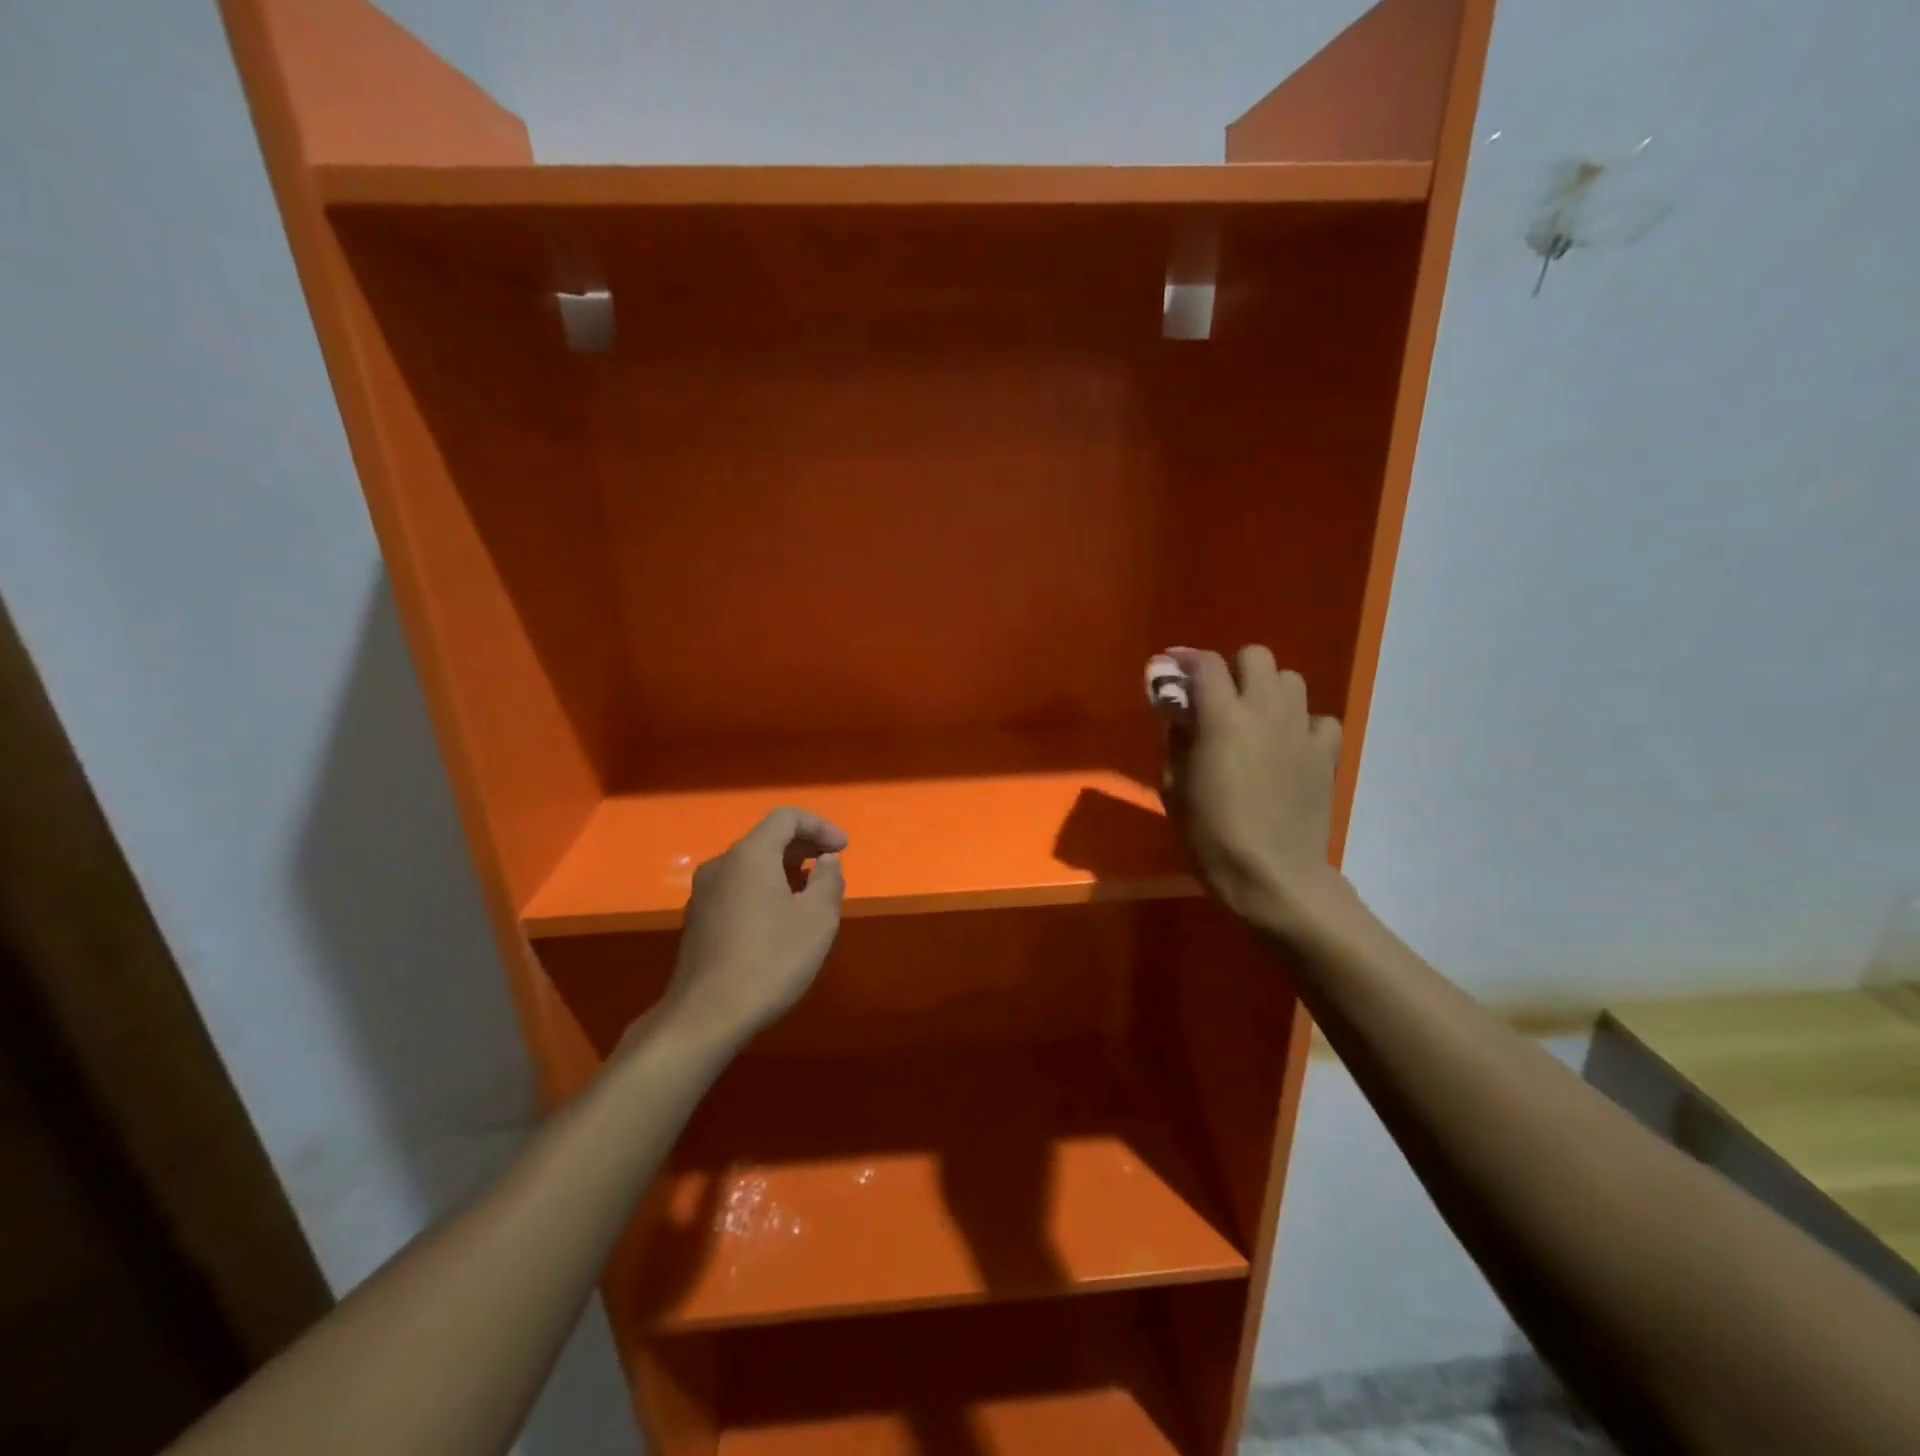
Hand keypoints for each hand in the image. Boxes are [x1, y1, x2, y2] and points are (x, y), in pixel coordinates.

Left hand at [659, 807, 847, 1047]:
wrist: (705, 1016)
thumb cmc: (770, 960)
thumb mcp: (817, 919)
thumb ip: (829, 880)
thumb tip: (826, 860)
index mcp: (750, 855)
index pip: (787, 817)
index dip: (820, 826)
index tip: (843, 849)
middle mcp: (721, 864)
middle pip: (767, 837)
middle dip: (804, 845)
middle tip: (832, 865)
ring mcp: (704, 893)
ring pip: (751, 864)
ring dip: (785, 868)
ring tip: (811, 892)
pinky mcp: (698, 919)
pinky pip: (738, 887)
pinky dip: (765, 887)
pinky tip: (780, 917)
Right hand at [1162, 646, 1343, 927]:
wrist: (1272, 875)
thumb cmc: (1211, 835)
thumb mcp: (1173, 787)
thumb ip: (1175, 739)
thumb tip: (1178, 712)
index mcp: (1222, 717)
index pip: (1206, 664)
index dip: (1186, 660)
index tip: (1173, 670)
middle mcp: (1265, 710)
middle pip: (1256, 656)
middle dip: (1233, 670)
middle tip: (1219, 700)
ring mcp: (1301, 729)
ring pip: (1291, 679)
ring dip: (1269, 690)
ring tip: (1255, 720)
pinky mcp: (1326, 752)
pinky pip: (1319, 718)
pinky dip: (1302, 724)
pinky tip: (1288, 746)